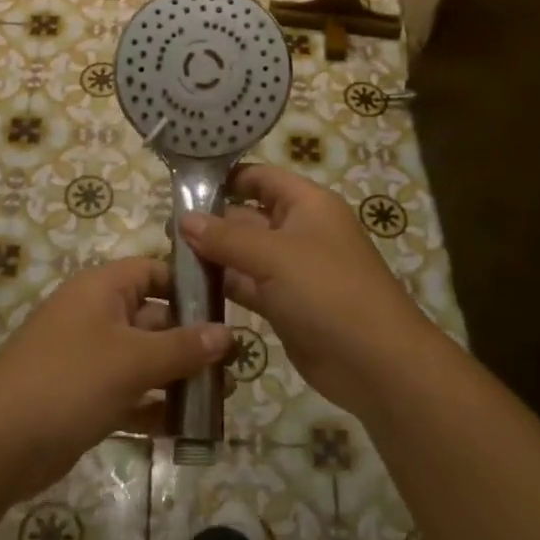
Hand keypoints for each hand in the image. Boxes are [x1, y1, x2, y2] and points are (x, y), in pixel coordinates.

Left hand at [0, 256, 231, 500]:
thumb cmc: (69, 381)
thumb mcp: (133, 360)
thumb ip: (183, 347)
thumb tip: (228, 334)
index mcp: (102, 289)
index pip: (154, 272)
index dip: (190, 285)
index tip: (230, 305)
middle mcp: (97, 317)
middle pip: (155, 318)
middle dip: (193, 339)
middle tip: (236, 362)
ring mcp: (90, 359)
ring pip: (146, 360)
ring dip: (180, 376)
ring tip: (224, 395)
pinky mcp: (87, 398)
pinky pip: (131, 395)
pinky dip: (156, 407)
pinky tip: (191, 426)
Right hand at [180, 165, 437, 418]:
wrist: (376, 362)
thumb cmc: (327, 291)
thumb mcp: (274, 256)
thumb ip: (226, 237)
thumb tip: (184, 219)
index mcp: (307, 204)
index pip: (261, 177)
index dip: (225, 178)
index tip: (182, 186)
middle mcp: (300, 230)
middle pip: (249, 215)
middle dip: (211, 220)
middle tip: (163, 230)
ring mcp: (293, 270)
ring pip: (245, 253)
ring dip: (214, 255)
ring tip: (169, 256)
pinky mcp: (286, 304)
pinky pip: (249, 285)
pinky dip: (225, 284)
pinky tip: (190, 287)